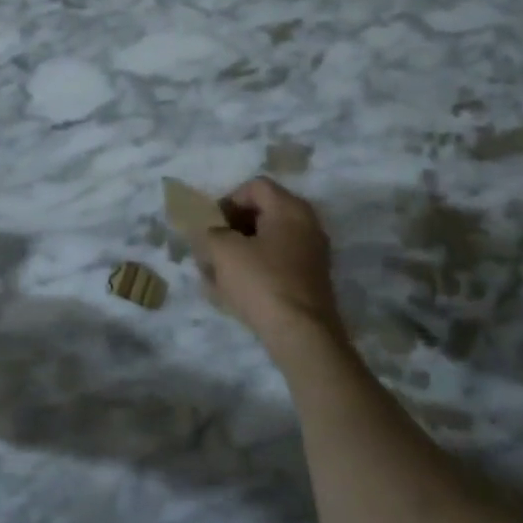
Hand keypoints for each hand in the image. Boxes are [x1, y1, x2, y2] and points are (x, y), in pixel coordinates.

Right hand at [197, 177, 345, 357]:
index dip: (228, 200)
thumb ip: (210, 232)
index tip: (211, 224)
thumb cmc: (261, 282)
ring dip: (240, 252)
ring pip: (267, 242)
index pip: (254, 187)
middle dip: (231, 229)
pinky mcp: (310, 282)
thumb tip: (210, 233)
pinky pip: (276, 265)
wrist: (302, 335)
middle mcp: (307, 225)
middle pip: (262, 214)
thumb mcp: (223, 250)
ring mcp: (312, 255)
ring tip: (216, 273)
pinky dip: (255, 270)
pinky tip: (233, 291)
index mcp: (290, 208)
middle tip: (210, 247)